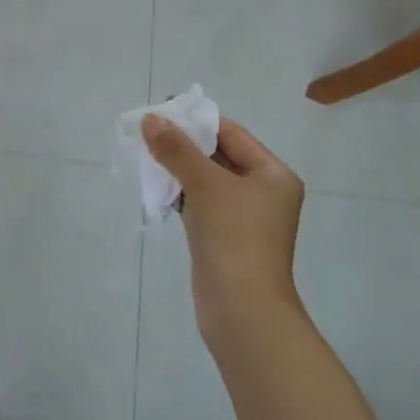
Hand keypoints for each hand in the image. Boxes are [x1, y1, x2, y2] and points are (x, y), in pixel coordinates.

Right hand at [142, 114, 304, 342]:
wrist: (242, 311)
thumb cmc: (234, 238)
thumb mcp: (206, 185)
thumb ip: (177, 150)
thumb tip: (151, 119)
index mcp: (273, 174)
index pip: (232, 134)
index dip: (197, 120)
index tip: (163, 109)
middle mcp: (263, 193)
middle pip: (220, 156)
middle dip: (184, 144)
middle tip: (148, 131)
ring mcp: (244, 218)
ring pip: (207, 181)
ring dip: (179, 168)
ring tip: (146, 154)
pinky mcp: (224, 239)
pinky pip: (201, 205)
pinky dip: (180, 194)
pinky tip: (156, 187)